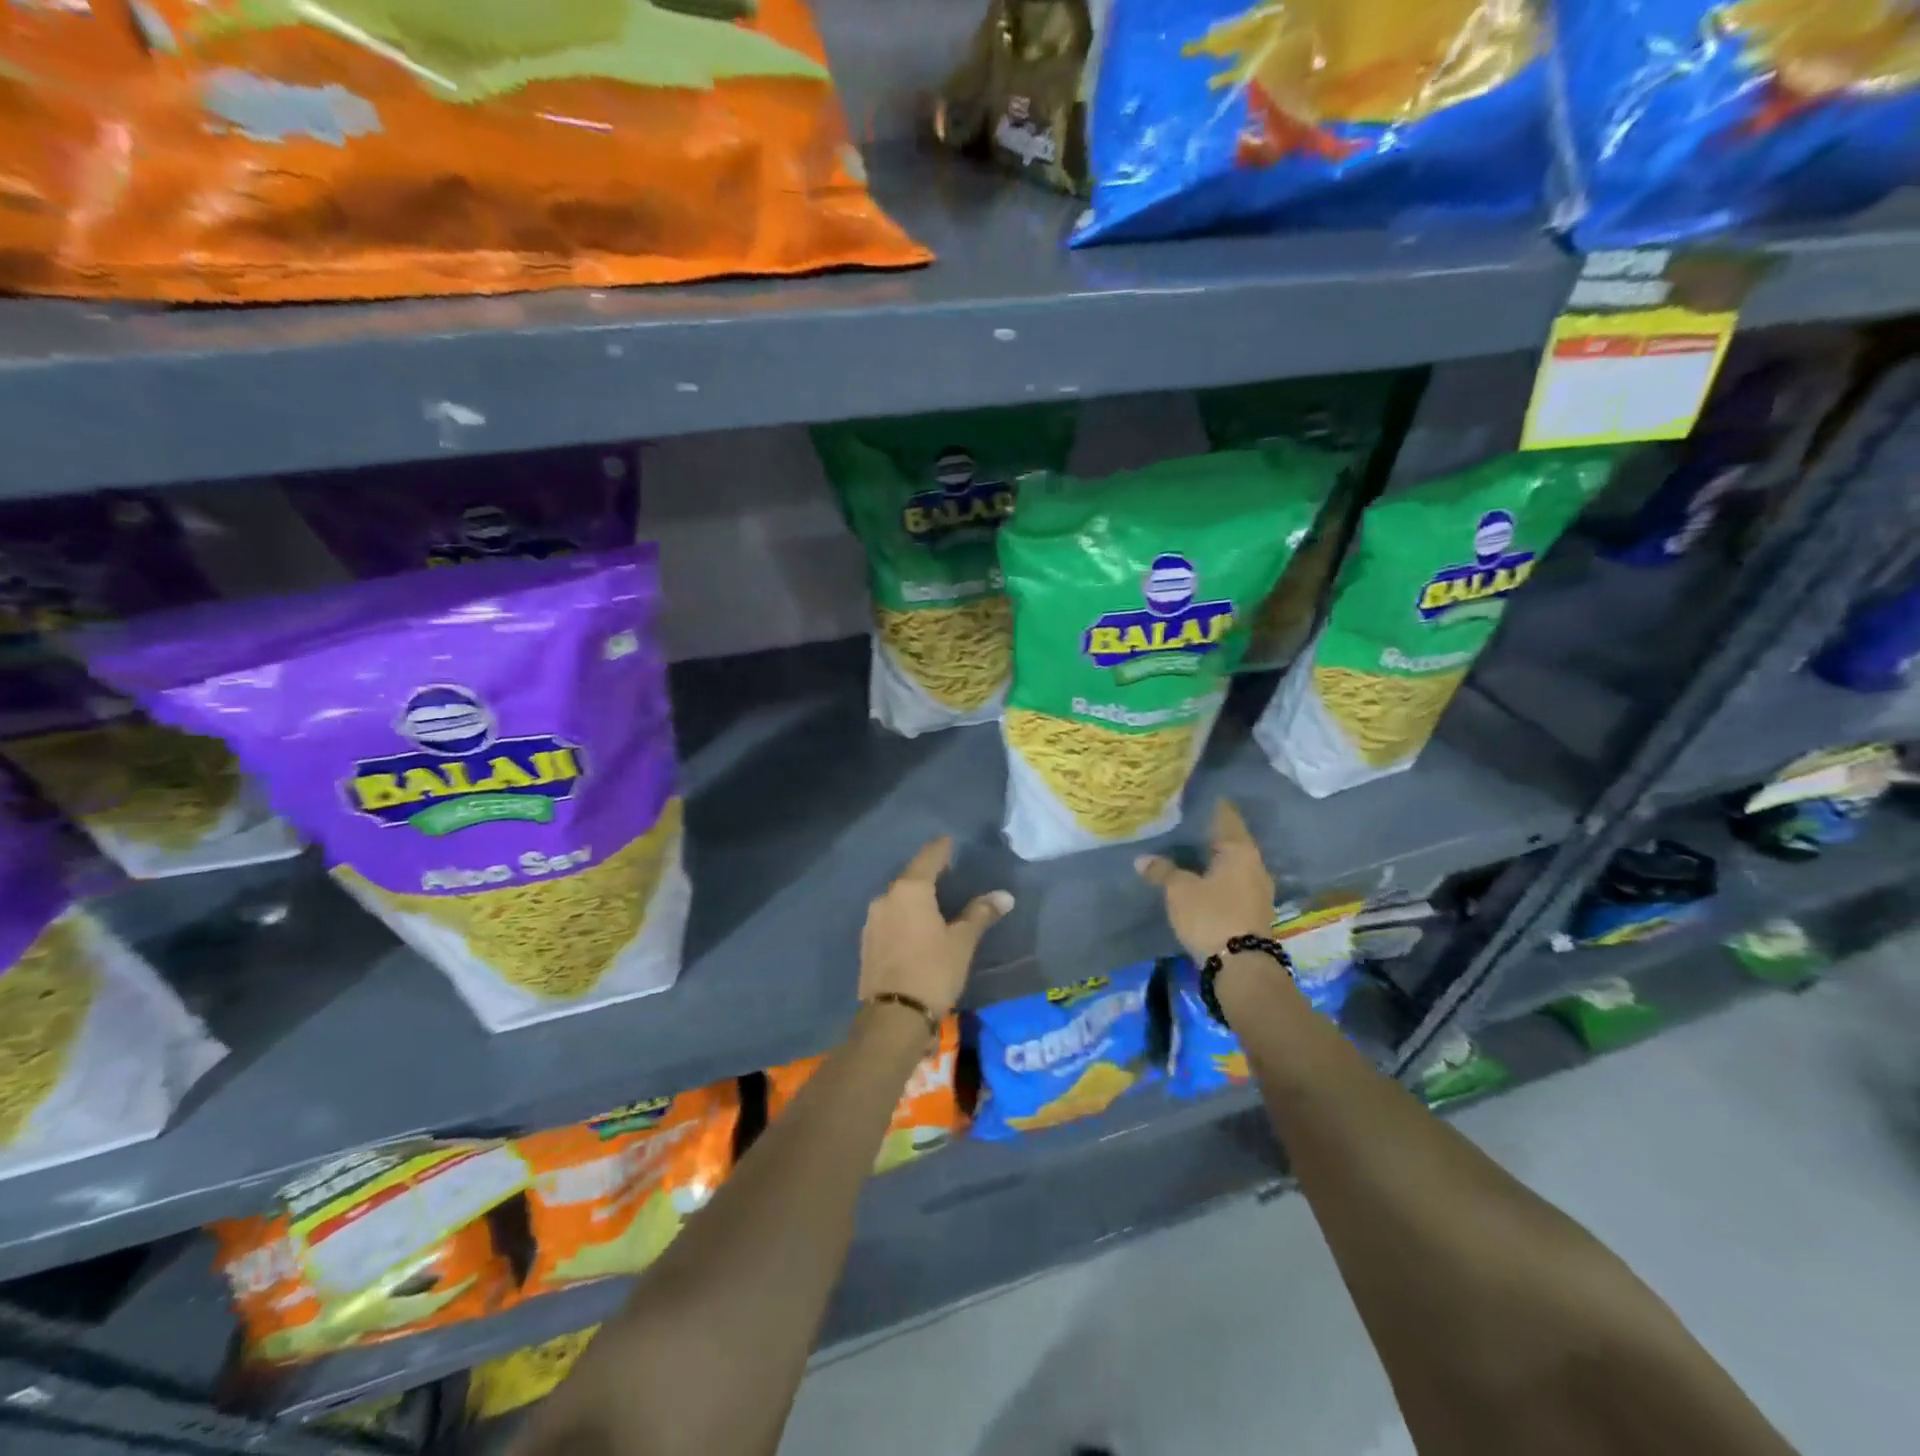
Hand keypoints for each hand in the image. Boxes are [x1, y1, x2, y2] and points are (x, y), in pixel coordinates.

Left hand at [859, 836, 1012, 1018]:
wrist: (893, 1018)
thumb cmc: (933, 971)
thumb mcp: (962, 942)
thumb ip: (980, 914)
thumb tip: (1004, 895)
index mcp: (910, 890)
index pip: (928, 858)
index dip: (940, 849)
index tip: (949, 841)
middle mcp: (886, 898)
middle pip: (910, 878)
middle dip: (927, 874)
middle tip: (946, 872)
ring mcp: (872, 921)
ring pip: (897, 900)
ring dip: (914, 898)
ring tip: (933, 902)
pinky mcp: (867, 943)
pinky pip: (890, 919)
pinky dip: (904, 917)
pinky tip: (915, 927)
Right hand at [1136, 800, 1273, 961]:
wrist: (1242, 967)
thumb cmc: (1211, 916)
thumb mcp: (1179, 891)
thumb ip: (1162, 871)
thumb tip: (1142, 859)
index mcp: (1240, 850)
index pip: (1226, 816)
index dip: (1210, 805)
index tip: (1193, 795)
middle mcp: (1255, 865)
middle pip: (1230, 840)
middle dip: (1208, 834)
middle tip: (1182, 824)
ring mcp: (1258, 889)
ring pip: (1232, 864)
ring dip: (1213, 859)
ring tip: (1187, 851)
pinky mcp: (1254, 910)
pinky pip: (1233, 883)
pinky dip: (1217, 877)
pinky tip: (1200, 879)